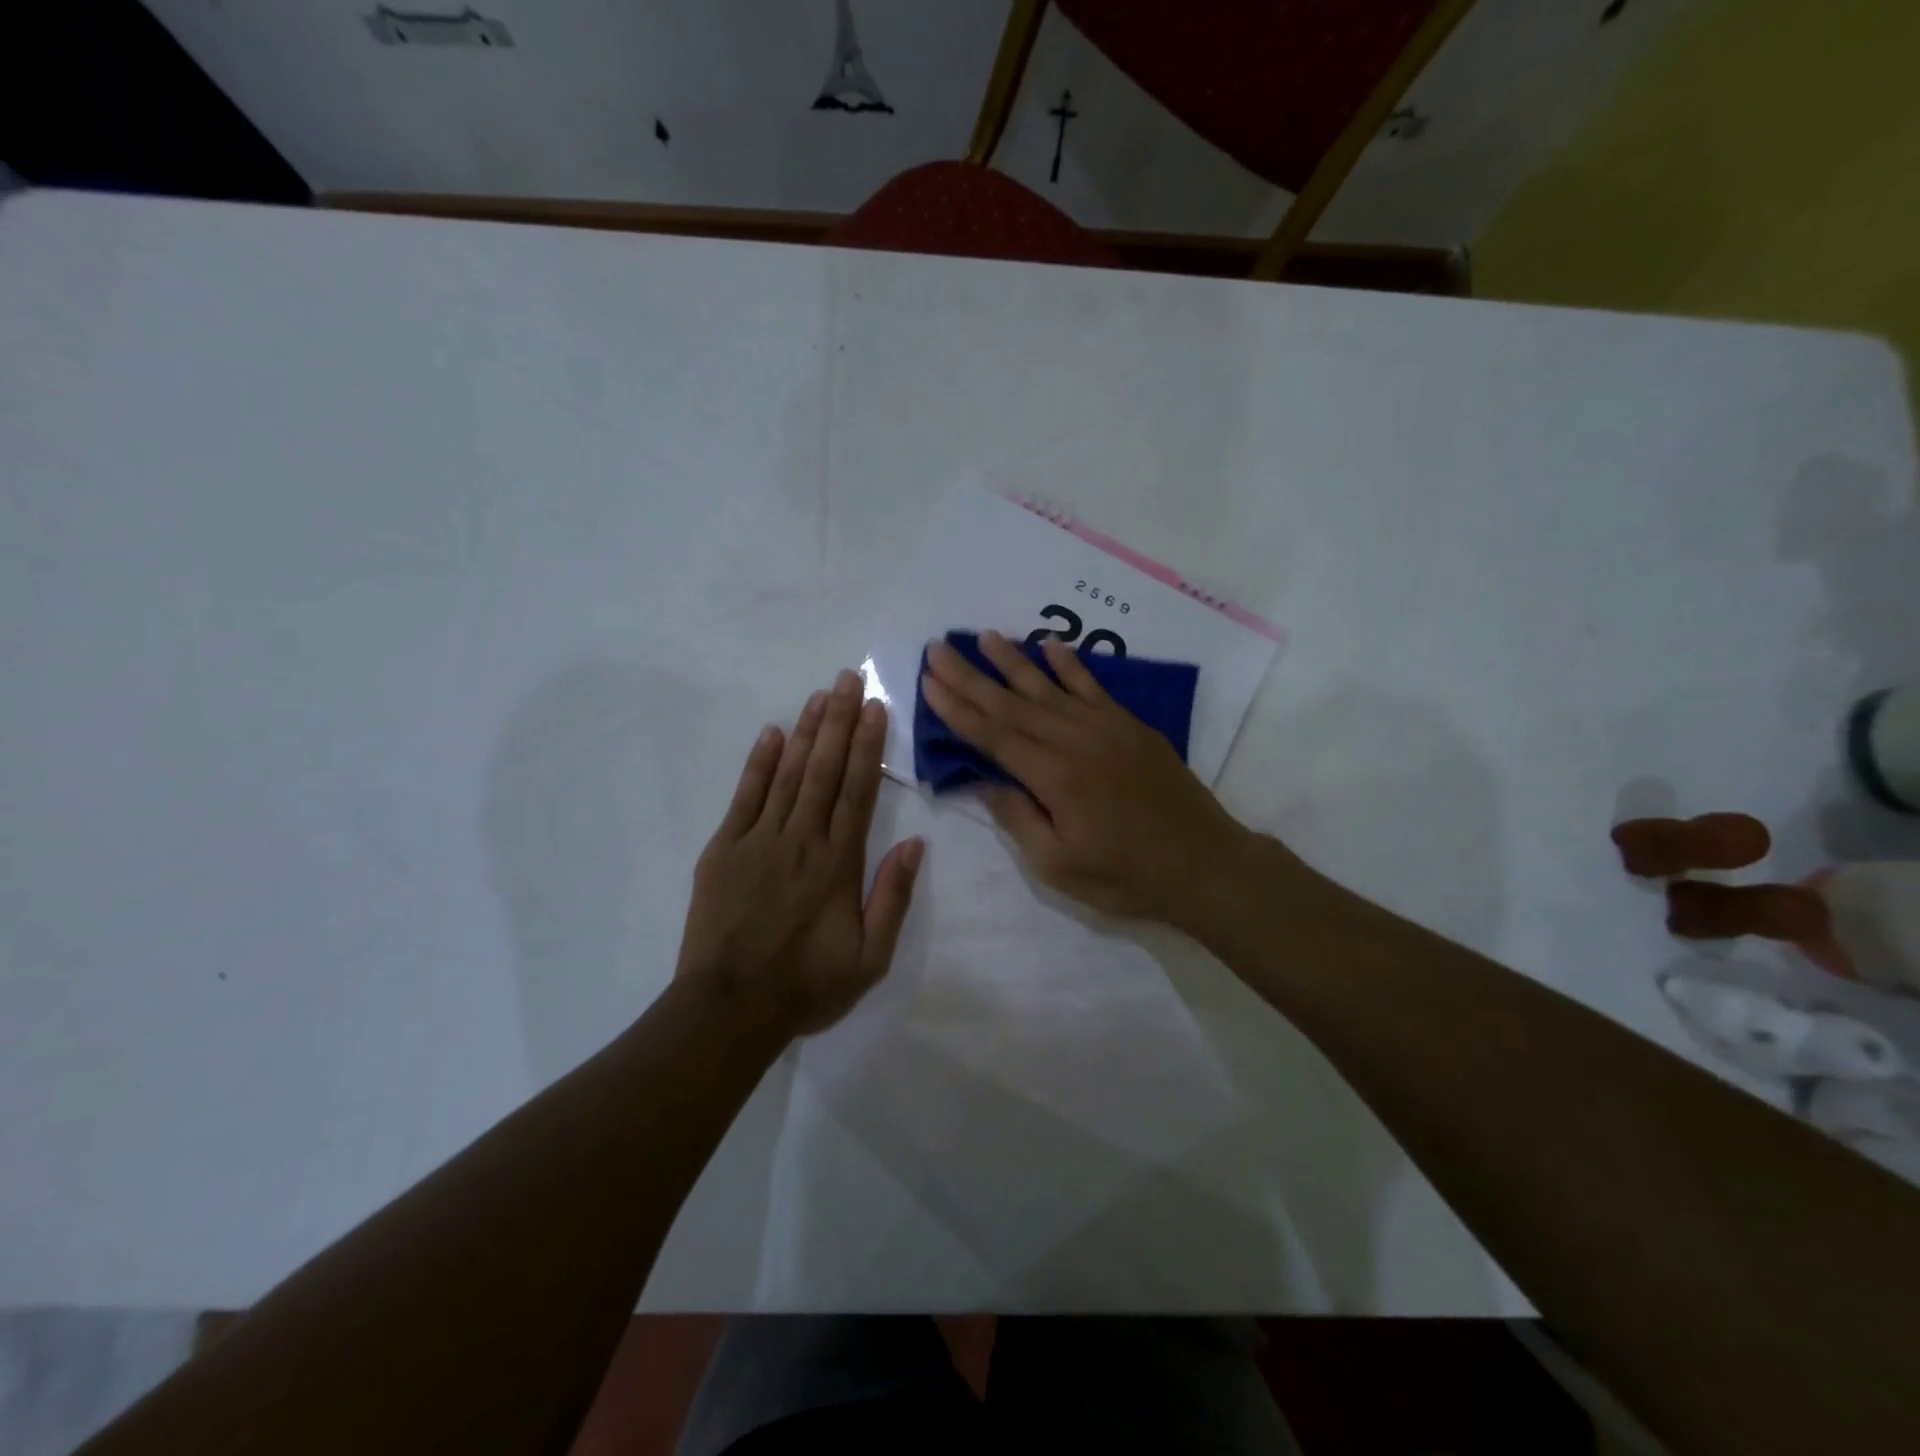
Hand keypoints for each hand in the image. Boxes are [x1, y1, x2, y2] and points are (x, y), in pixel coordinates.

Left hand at [676, 669, 923, 1036]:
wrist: (729, 1009)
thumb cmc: (807, 985)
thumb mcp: (870, 957)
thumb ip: (893, 897)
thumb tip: (915, 844)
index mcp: (839, 862)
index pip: (858, 790)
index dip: (869, 746)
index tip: (876, 708)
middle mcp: (802, 839)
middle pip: (825, 769)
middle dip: (840, 721)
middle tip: (849, 679)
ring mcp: (759, 840)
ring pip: (788, 774)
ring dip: (807, 732)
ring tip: (820, 695)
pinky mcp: (724, 849)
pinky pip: (745, 796)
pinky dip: (759, 763)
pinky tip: (772, 734)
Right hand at [920, 631, 1264, 928]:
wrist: (1205, 864)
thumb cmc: (1127, 876)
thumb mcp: (1059, 866)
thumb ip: (1019, 818)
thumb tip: (983, 781)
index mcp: (1054, 777)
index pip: (993, 735)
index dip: (957, 709)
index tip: (929, 682)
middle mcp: (1076, 741)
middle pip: (1012, 703)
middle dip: (970, 676)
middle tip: (938, 648)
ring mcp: (1106, 728)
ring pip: (1048, 687)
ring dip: (1013, 661)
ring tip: (983, 637)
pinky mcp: (1130, 726)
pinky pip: (1093, 687)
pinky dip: (1069, 665)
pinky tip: (1049, 646)